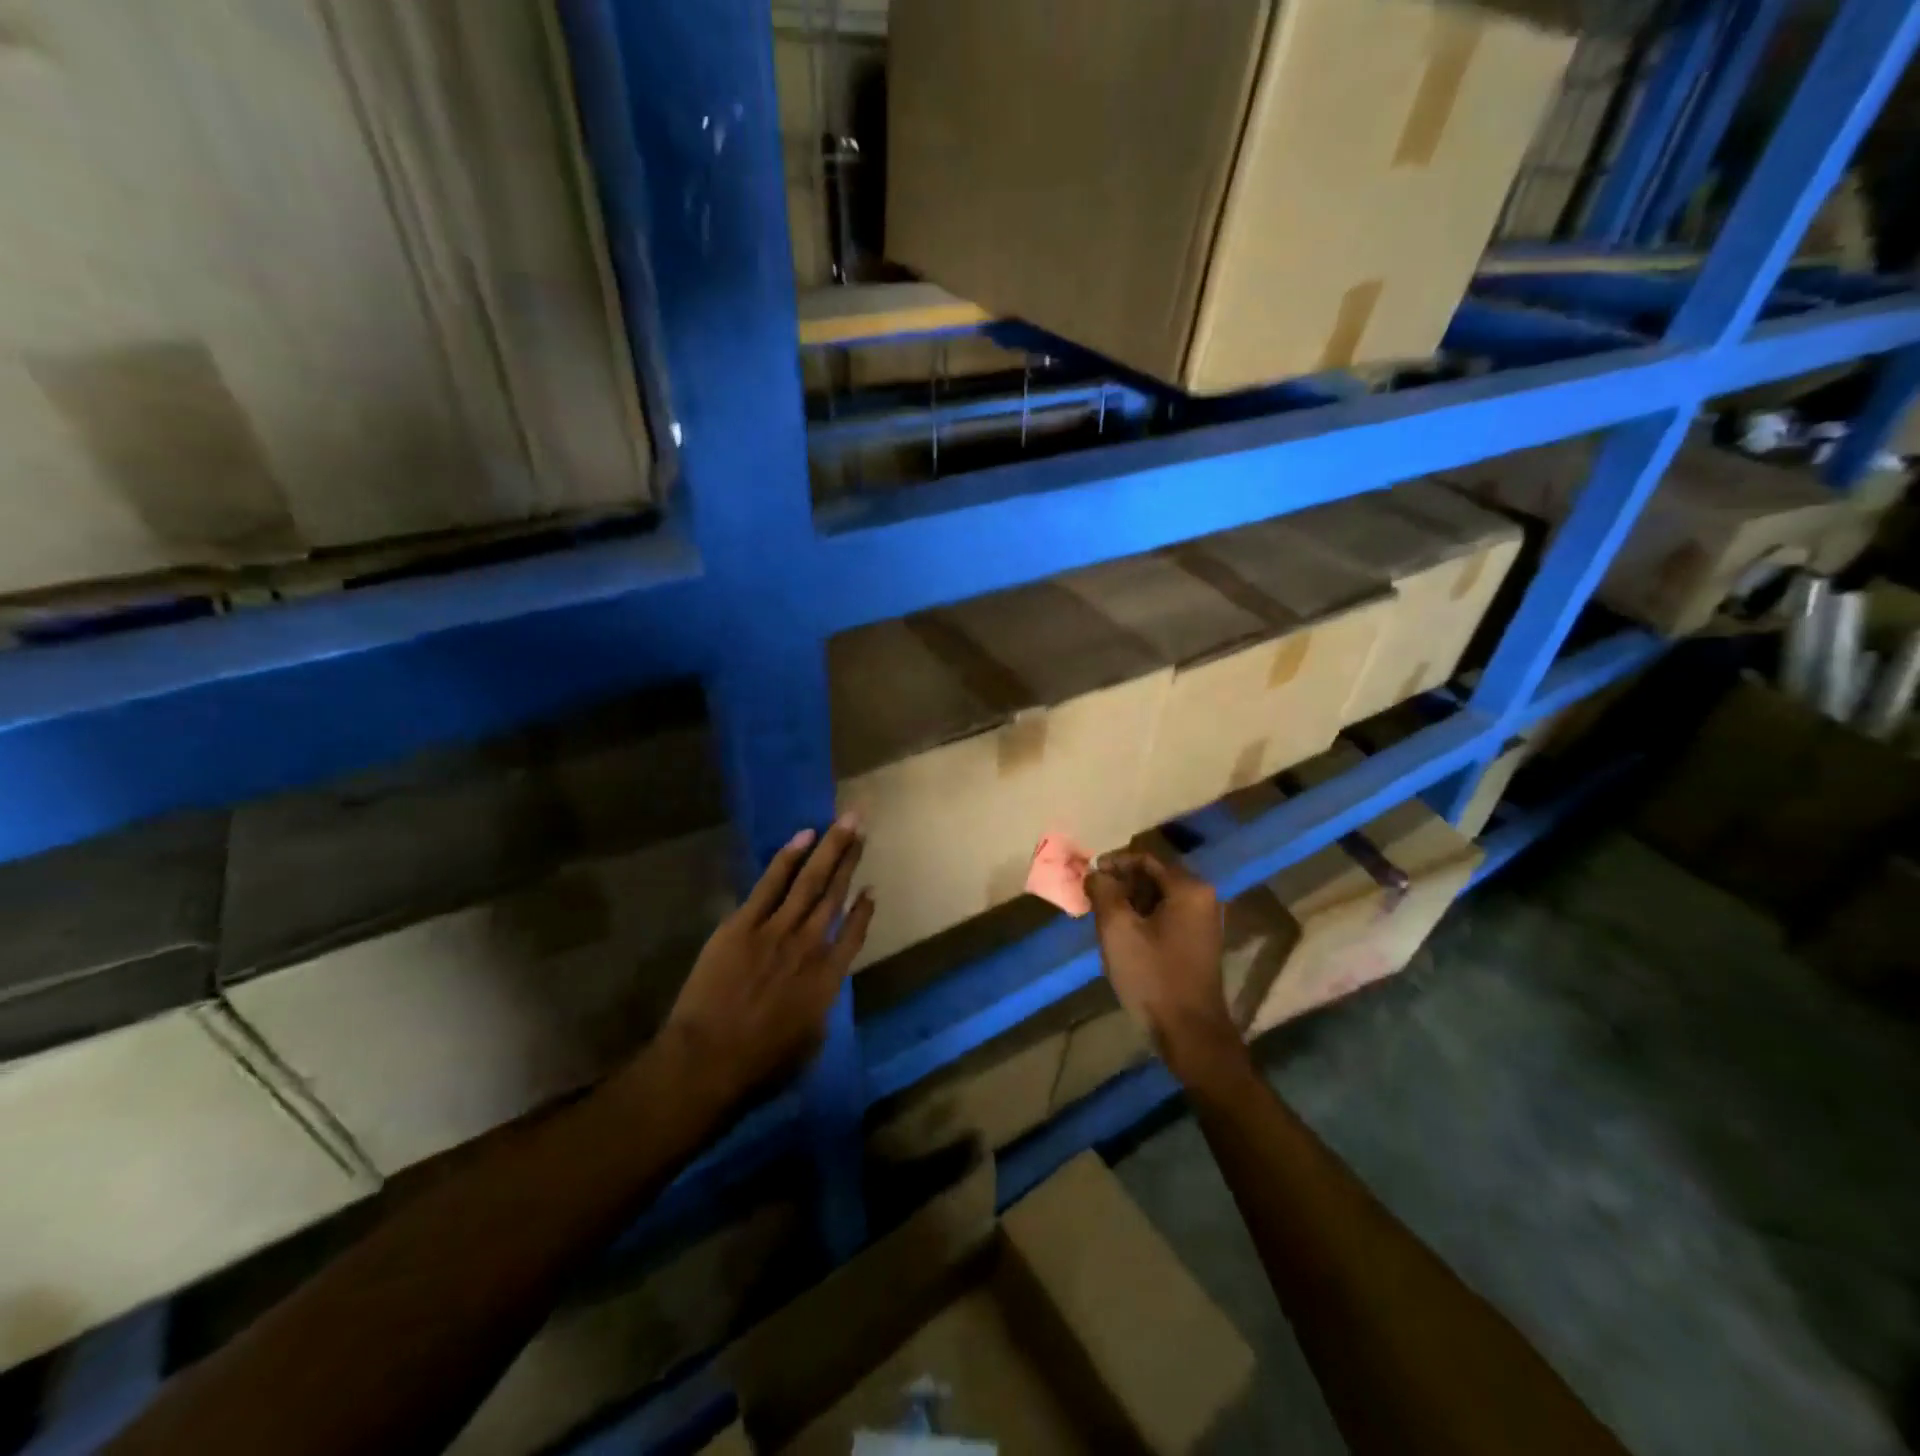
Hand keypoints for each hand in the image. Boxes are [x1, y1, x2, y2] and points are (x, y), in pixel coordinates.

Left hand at [659, 816, 873, 1114]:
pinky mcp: (743, 925)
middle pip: (835, 895)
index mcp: (828, 979)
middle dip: (850, 859)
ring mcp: (776, 931)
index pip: (853, 935)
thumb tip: (819, 993)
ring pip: (810, 881)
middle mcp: (809, 946)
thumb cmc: (759, 1067)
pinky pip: (771, 884)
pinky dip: (788, 858)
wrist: (708, 1062)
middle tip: (862, 827)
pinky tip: (803, 837)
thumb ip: (819, 1012)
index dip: (864, 910)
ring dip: (829, 849)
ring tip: (844, 822)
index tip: (872, 888)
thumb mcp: (808, 1046)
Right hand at [1085, 850, 1239, 1079]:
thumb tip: (1095, 872)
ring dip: (1129, 902)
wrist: (1190, 1032)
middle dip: (1120, 884)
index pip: (1144, 859)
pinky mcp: (1198, 943)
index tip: (1087, 876)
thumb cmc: (1152, 975)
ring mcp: (1203, 922)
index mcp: (1188, 888)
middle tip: (1092, 898)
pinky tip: (1122, 935)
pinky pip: (1166, 917)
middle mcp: (1203, 898)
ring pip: (1158, 898)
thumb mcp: (1117, 928)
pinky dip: (1143, 918)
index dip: (1113, 863)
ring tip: (1101, 917)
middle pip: (1153, 877)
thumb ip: (1103, 891)